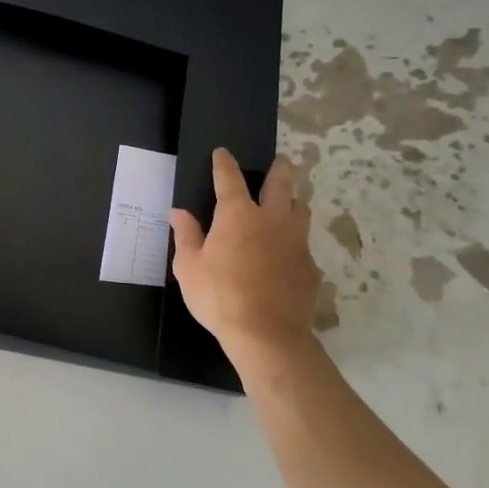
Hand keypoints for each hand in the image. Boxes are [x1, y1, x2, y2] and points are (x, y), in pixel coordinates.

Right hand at [169, 150, 321, 367]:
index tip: (222, 152)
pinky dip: (295, 239)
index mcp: (237, 215)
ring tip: (289, 201)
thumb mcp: (189, 267)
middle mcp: (271, 220)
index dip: (224, 163)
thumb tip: (178, 212)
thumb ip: (186, 235)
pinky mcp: (310, 266)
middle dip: (279, 169)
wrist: (267, 334)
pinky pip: (304, 243)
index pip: (229, 179)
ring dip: (294, 200)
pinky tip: (288, 251)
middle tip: (281, 160)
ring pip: (301, 210)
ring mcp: (296, 242)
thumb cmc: (219, 296)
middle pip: (281, 184)